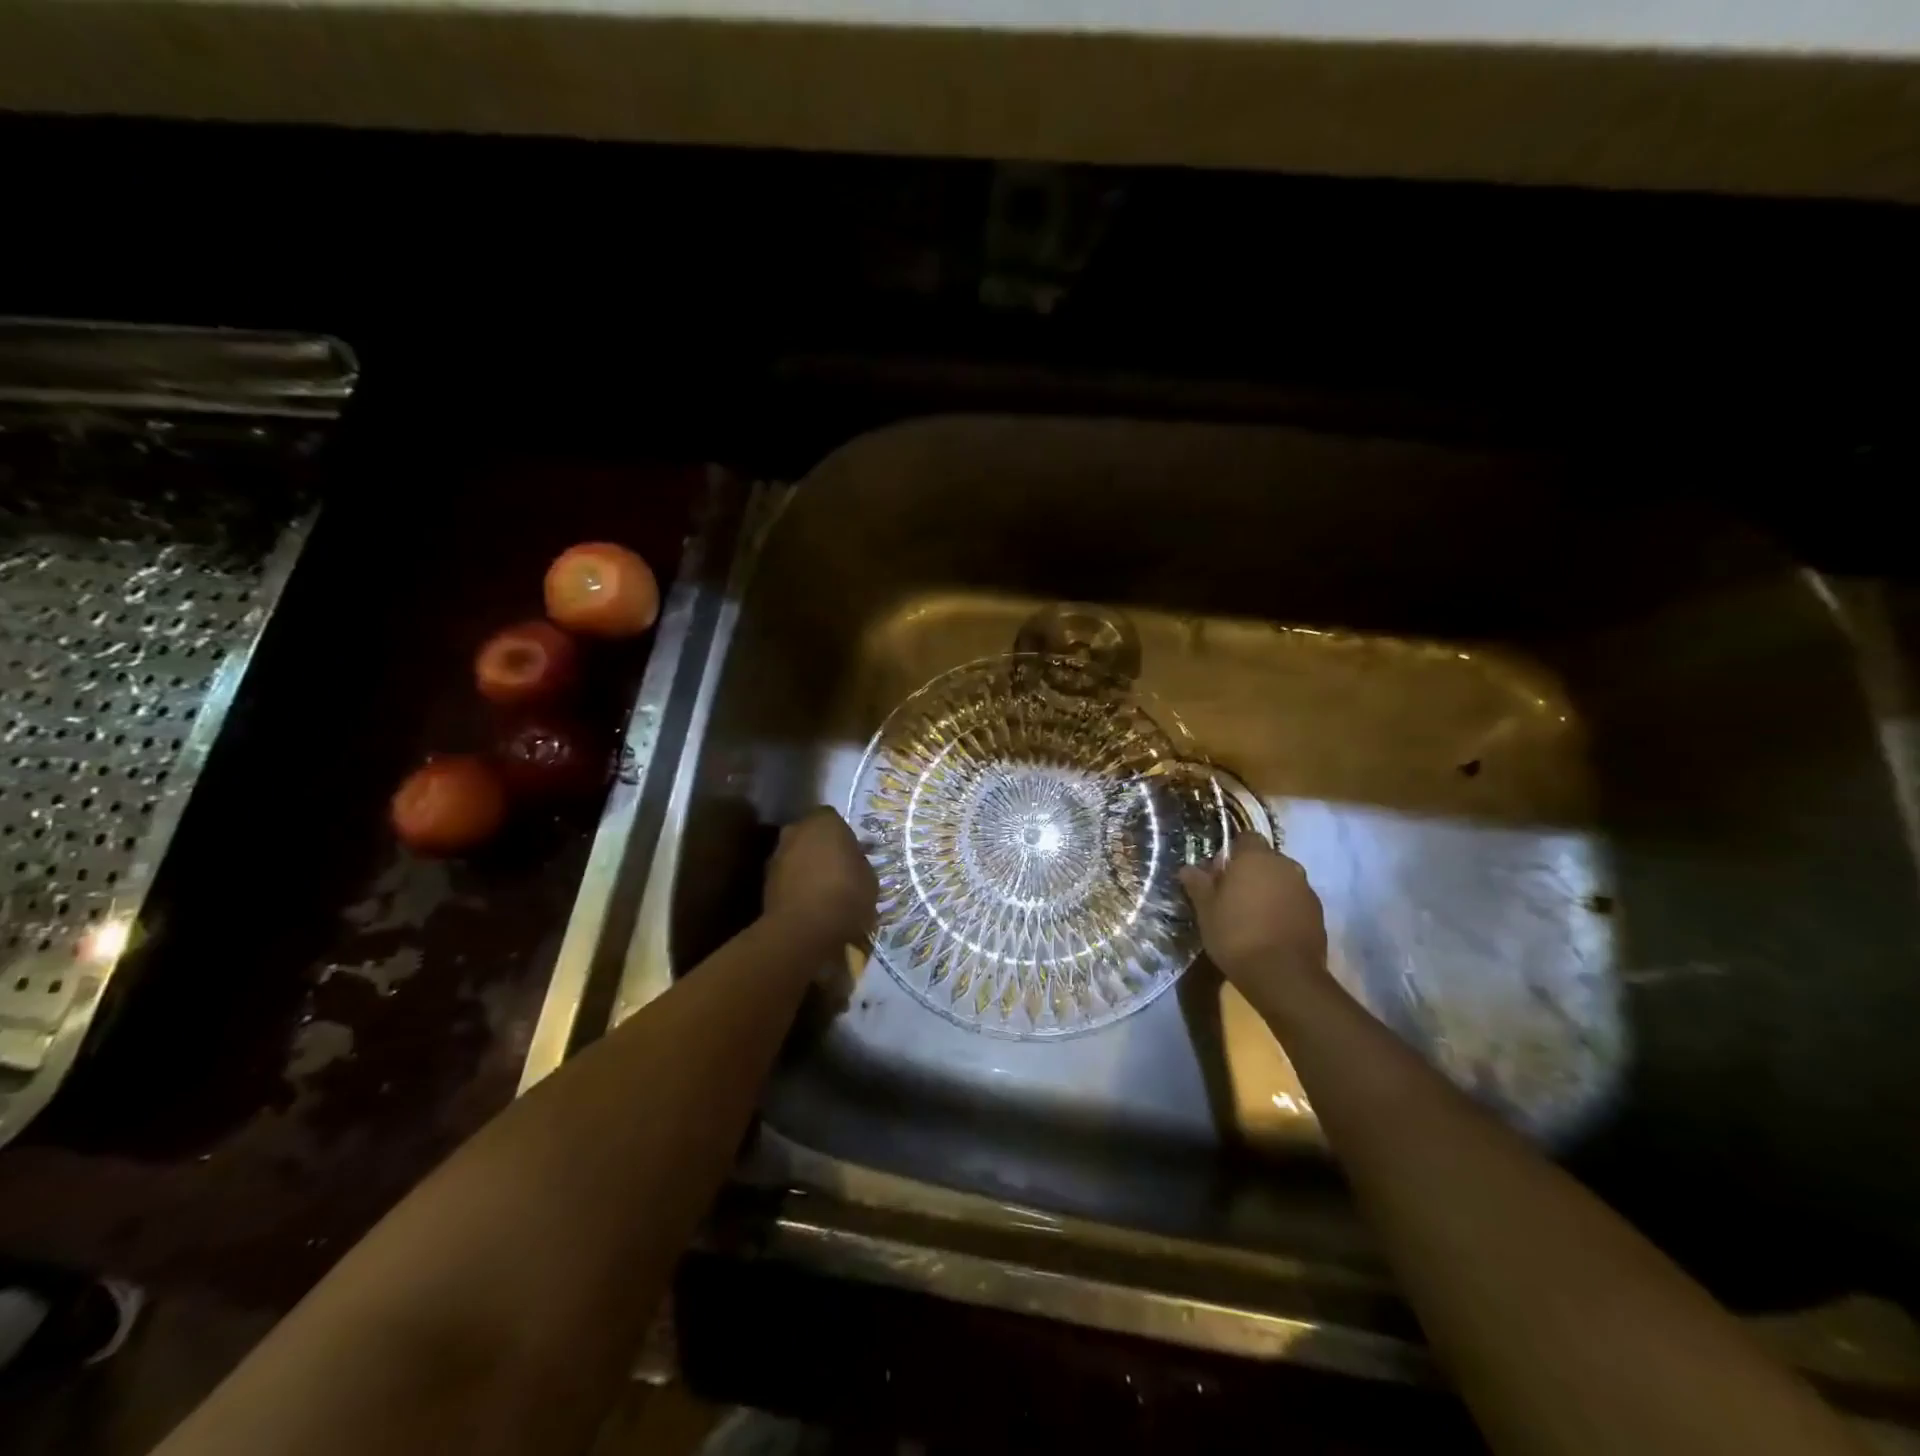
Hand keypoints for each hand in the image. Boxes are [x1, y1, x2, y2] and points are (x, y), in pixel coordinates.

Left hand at [763, 806, 877, 947]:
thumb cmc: (846, 895)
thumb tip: (851, 863)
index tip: (851, 854)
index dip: (841, 835)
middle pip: (809, 834)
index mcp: (824, 821)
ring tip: (821, 891)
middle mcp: (795, 830)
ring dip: (805, 867)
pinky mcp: (764, 882)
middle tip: (836, 869)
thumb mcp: (868, 877)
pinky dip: (794, 885)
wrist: (805, 930)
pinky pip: (786, 877)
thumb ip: (857, 862)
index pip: (832, 818)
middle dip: (819, 848)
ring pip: (795, 856)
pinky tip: (808, 903)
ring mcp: (776, 855)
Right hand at [1179, 837, 1328, 994]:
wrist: (1283, 976)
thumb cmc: (1236, 934)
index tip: (1219, 874)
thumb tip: (1187, 868)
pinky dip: (1284, 909)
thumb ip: (1198, 884)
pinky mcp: (1318, 914)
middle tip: (1232, 897)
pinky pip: (1295, 902)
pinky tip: (1271, 930)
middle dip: (1251, 872)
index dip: (1232, 853)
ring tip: (1252, 916)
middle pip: (1265, 859)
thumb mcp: (1206, 910)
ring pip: (1282, 881)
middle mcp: (1286, 866)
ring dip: (1269, 891)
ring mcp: (1306, 890)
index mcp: (1256, 858)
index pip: (1245, 838)